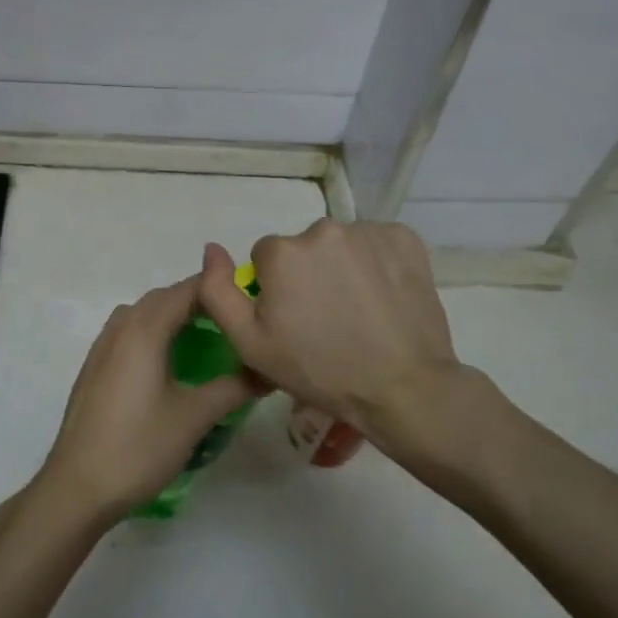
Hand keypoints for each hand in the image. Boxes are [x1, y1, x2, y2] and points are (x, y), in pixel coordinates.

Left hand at [33, 275, 261, 526]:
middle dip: (198, 301)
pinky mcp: (94, 368)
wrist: (77, 486)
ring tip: (204, 339)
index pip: (187, 290)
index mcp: (144, 329)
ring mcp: (101, 347)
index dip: (219, 287)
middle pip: (163, 298)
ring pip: (142, 314)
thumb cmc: (139, 446)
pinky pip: (127, 334)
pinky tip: (167, 364)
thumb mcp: (194, 417)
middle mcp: (120, 328)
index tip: (250, 299)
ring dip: (172, 316)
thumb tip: (269, 370)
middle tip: (234, 321)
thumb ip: (234, 387)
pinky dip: (152, 333)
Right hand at [197, 222, 519, 491]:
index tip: (294, 320)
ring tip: (359, 312)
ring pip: (341, 245)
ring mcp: (368, 232)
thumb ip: (218, 292)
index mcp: (282, 252)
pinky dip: (377, 263)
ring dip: (343, 268)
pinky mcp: (405, 239)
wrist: (403, 388)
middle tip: (327, 320)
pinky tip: (383, 297)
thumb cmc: (319, 370)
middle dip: (310, 275)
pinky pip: (377, 244)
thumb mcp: (250, 344)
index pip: (267, 258)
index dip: (276, 289)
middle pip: (304, 248)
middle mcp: (323, 229)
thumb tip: (212, 249)